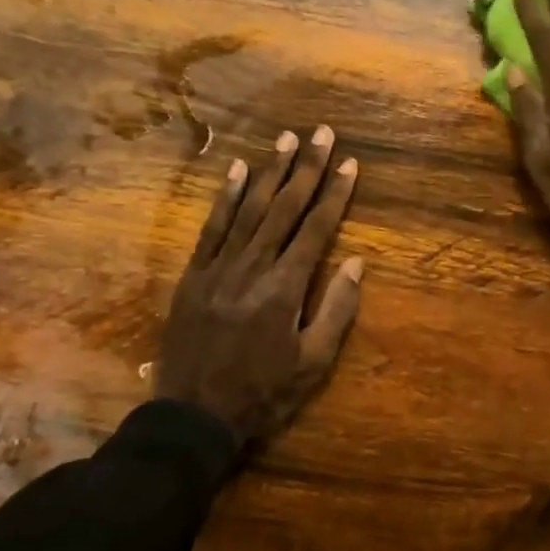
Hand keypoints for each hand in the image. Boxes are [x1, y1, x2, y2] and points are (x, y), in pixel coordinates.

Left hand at [156, 126, 363, 448]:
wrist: (193, 416)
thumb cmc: (262, 394)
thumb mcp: (312, 364)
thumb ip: (335, 310)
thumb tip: (356, 262)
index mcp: (285, 288)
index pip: (316, 229)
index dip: (335, 194)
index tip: (350, 163)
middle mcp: (253, 267)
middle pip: (285, 208)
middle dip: (306, 168)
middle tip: (322, 133)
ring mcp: (219, 268)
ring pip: (249, 209)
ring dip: (269, 172)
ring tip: (285, 138)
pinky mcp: (194, 275)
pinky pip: (211, 228)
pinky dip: (226, 197)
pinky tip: (237, 170)